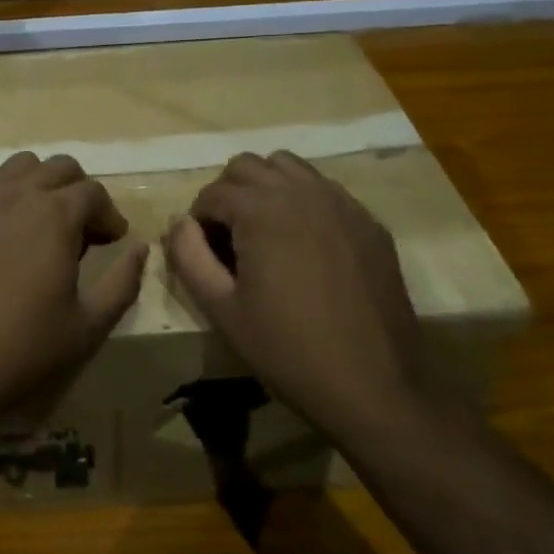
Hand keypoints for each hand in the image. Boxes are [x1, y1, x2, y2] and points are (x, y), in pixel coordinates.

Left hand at [0, 152, 147, 437]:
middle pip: (59, 168)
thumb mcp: (88, 325)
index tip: (112, 241)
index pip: (93, 192)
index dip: (109, 215)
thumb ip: (123, 281)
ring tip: (43, 224)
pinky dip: (4, 197)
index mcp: (55, 215)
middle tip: (82, 230)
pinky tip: (2, 234)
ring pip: (19, 167)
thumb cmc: (23, 348)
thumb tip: (140, 248)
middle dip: (79, 192)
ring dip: (41, 185)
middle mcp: (16, 193)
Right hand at [163, 150, 442, 441]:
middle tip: (228, 239)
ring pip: (288, 166)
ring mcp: (341, 203)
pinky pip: (324, 189)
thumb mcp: (222, 309)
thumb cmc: (288, 350)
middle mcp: (301, 192)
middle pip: (247, 166)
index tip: (203, 253)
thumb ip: (189, 256)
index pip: (212, 192)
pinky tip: (306, 245)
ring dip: (265, 187)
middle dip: (228, 194)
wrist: (375, 388)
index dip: (198, 221)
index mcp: (261, 210)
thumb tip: (178, 222)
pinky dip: (303, 200)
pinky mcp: (369, 222)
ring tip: (264, 231)